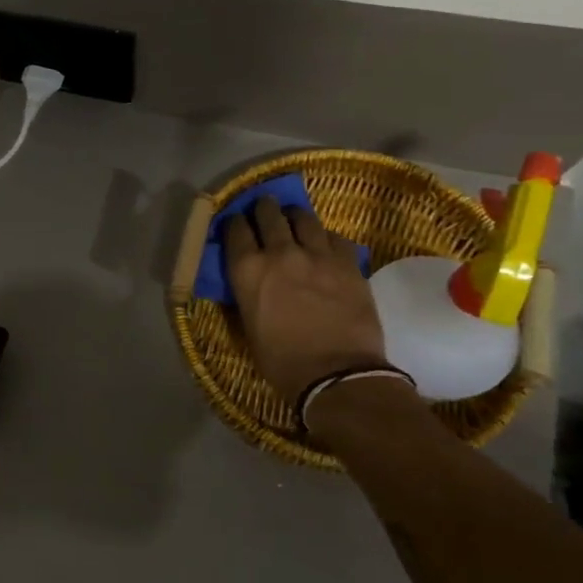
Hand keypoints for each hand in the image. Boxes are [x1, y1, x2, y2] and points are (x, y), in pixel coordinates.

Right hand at [223, 198, 388, 399]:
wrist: (337, 374)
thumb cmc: (282, 359)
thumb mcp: (248, 324)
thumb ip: (248, 292)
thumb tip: (249, 279)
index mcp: (247, 270)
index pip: (234, 230)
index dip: (233, 223)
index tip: (235, 223)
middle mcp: (280, 252)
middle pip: (268, 214)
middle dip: (263, 208)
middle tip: (264, 209)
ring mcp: (318, 255)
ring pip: (304, 218)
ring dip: (295, 216)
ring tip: (294, 219)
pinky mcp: (349, 263)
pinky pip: (335, 237)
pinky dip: (326, 237)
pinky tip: (325, 245)